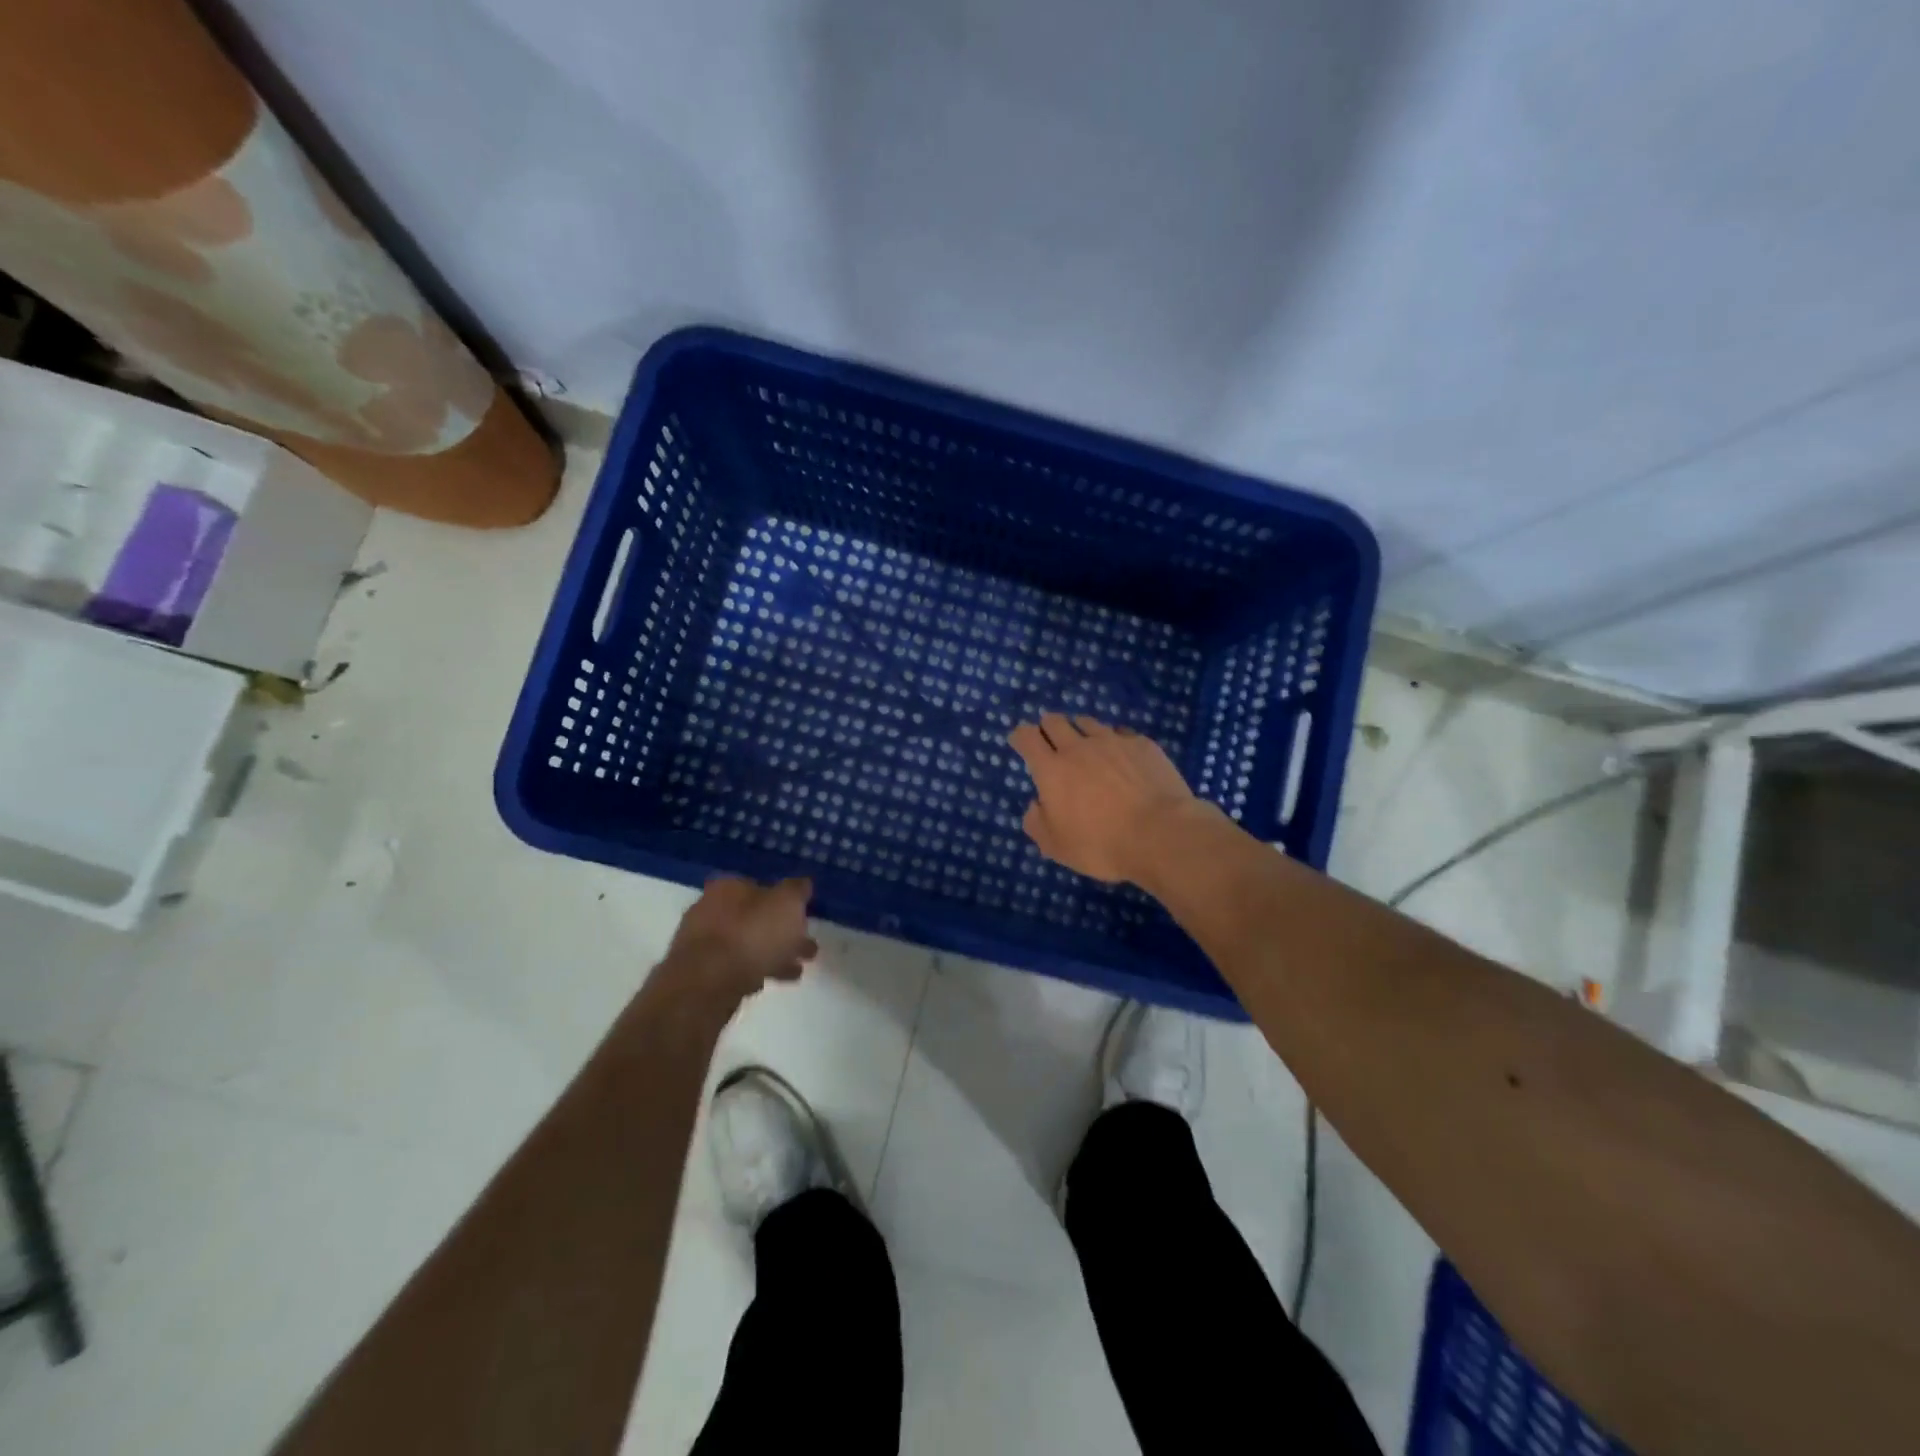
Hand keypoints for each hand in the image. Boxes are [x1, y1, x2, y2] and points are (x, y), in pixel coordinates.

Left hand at [662, 876, 817, 1001]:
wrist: (707, 983)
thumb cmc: (752, 934)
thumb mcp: (787, 904)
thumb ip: (797, 891)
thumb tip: (802, 883)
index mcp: (729, 886)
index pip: (761, 886)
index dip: (784, 901)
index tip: (804, 917)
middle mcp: (709, 908)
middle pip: (754, 918)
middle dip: (781, 932)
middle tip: (807, 948)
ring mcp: (700, 942)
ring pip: (745, 944)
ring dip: (772, 955)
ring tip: (796, 971)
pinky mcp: (697, 972)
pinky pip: (733, 966)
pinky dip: (752, 971)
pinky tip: (767, 981)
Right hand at [1007, 713, 1212, 883]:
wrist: (1161, 834)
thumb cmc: (1102, 845)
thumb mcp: (1056, 847)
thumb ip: (1037, 823)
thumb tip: (1036, 805)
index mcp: (1052, 770)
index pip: (1027, 737)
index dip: (1020, 736)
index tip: (1020, 741)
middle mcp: (1078, 747)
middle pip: (1054, 721)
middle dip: (1047, 727)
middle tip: (1050, 740)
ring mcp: (1113, 741)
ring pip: (1088, 722)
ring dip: (1079, 730)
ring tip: (1085, 745)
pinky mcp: (1142, 744)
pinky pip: (1121, 733)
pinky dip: (1114, 741)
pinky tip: (1121, 755)